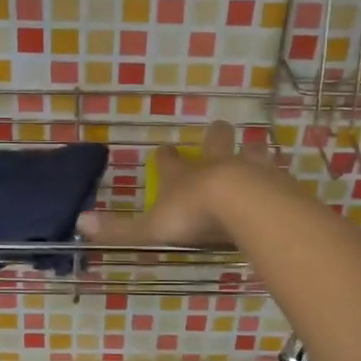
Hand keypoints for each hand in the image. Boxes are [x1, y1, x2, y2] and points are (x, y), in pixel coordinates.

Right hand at [77, 120, 272, 248]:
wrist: (242, 205)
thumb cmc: (192, 215)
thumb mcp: (149, 229)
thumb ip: (118, 229)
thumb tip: (80, 223)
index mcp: (182, 175)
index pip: (169, 160)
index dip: (166, 157)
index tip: (164, 152)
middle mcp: (214, 165)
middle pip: (215, 141)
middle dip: (215, 137)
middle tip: (217, 132)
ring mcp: (248, 169)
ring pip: (251, 150)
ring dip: (251, 151)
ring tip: (255, 152)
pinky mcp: (275, 181)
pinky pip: (277, 174)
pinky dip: (276, 178)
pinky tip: (281, 183)